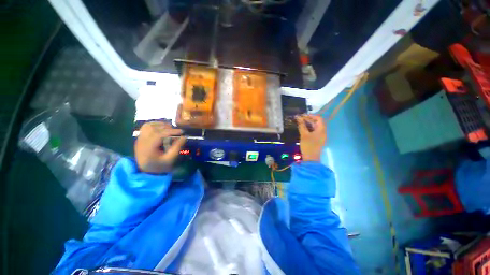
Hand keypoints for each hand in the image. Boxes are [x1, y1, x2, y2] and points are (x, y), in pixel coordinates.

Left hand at [134, 121, 185, 173]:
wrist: (146, 170)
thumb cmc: (159, 166)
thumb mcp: (170, 159)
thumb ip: (176, 148)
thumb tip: (184, 137)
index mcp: (148, 148)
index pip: (158, 135)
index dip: (171, 131)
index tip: (182, 132)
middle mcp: (141, 142)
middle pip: (153, 129)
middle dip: (167, 128)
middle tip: (177, 131)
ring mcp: (139, 139)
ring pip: (148, 126)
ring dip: (161, 125)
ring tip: (170, 129)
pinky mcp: (140, 137)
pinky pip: (145, 127)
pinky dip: (155, 124)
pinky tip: (162, 127)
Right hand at [296, 115, 326, 160]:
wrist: (311, 159)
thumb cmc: (308, 146)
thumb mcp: (304, 135)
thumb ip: (301, 125)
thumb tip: (298, 117)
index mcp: (321, 129)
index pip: (318, 118)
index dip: (310, 116)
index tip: (302, 116)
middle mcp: (322, 131)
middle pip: (317, 122)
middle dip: (308, 120)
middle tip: (299, 119)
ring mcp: (320, 136)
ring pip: (314, 127)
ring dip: (307, 124)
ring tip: (299, 123)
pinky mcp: (317, 139)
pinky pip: (313, 131)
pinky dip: (308, 129)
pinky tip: (302, 129)